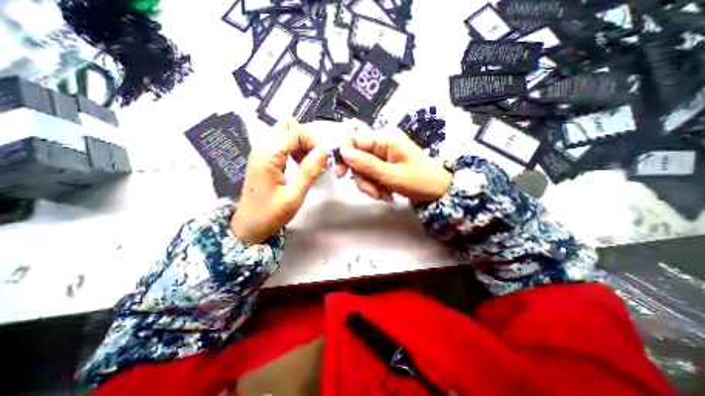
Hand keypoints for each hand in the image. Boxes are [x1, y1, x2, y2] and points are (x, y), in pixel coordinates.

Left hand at [231, 120, 331, 245]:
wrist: (248, 225)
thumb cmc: (270, 214)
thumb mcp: (294, 196)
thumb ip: (309, 171)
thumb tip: (325, 150)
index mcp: (268, 156)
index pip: (295, 132)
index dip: (313, 141)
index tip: (323, 159)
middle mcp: (263, 148)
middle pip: (289, 126)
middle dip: (307, 139)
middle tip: (315, 160)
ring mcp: (262, 151)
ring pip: (287, 133)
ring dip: (302, 145)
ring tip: (309, 165)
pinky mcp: (265, 157)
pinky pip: (284, 144)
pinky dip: (296, 150)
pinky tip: (300, 165)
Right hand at [334, 129, 450, 204]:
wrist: (439, 191)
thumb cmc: (420, 181)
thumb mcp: (392, 175)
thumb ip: (367, 164)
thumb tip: (343, 152)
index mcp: (384, 139)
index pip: (353, 139)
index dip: (343, 155)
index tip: (341, 175)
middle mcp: (382, 144)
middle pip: (357, 158)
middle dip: (362, 178)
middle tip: (373, 193)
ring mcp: (383, 155)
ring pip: (363, 169)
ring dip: (369, 185)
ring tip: (384, 196)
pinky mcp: (384, 165)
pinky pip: (371, 175)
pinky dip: (375, 187)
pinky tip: (387, 195)